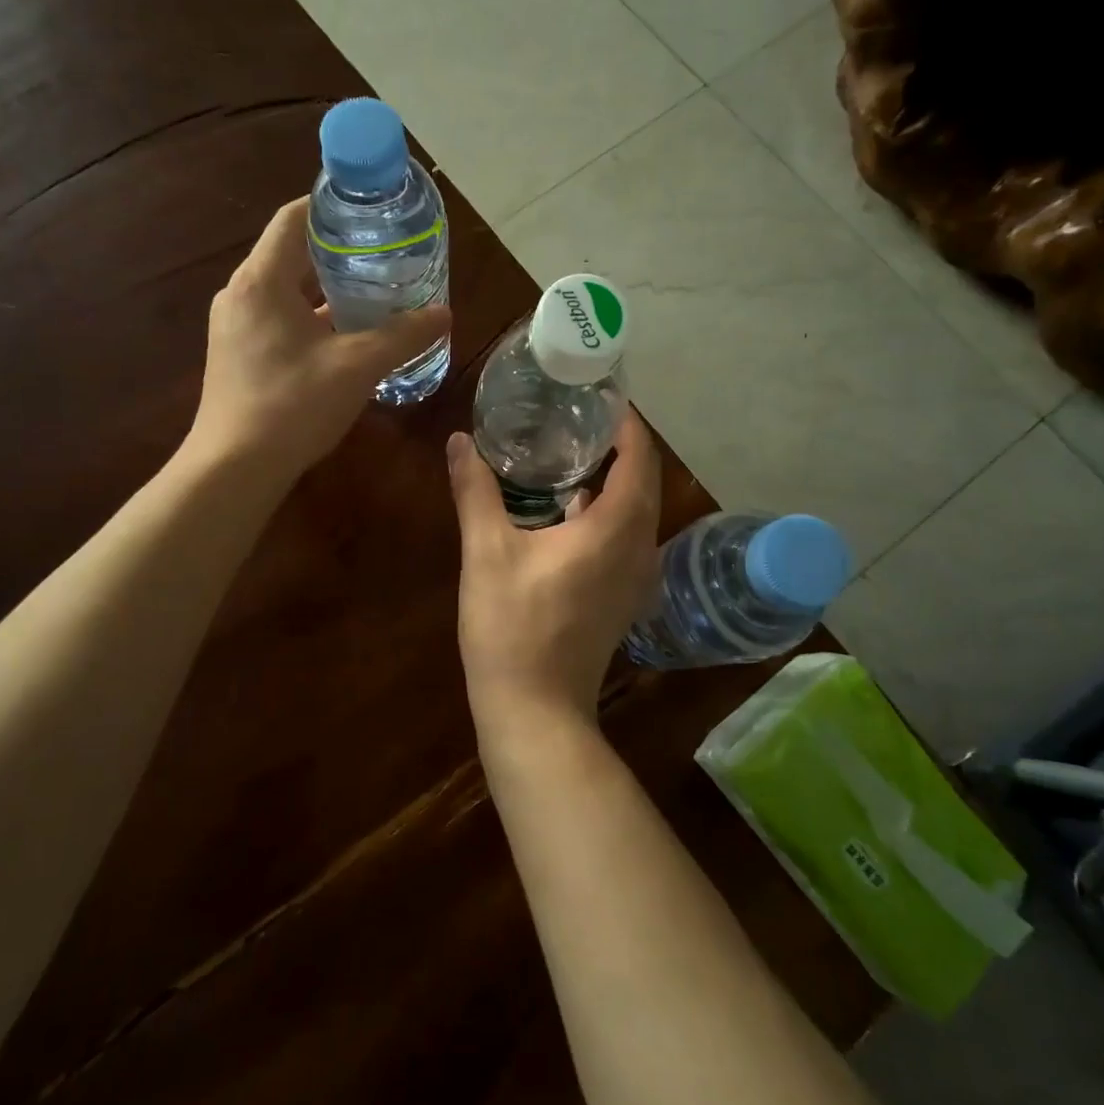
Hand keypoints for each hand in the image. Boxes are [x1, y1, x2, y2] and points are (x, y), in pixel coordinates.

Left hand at [192, 198, 450, 482]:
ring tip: (375, 293)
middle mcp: (242, 294)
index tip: (373, 210)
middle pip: (292, 253)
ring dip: (328, 289)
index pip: (295, 218)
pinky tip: (347, 337)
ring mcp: (236, 326)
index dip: (333, 207)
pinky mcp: (238, 354)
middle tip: (386, 254)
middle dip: (340, 252)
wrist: (234, 468)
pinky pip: (280, 319)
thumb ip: (403, 336)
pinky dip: (312, 317)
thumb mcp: (358, 367)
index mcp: (262, 280)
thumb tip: (444, 313)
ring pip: (287, 290)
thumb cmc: (293, 406)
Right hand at [446, 411, 661, 741]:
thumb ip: (475, 490)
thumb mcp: (486, 552)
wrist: (535, 708)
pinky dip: (610, 512)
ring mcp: (636, 578)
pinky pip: (628, 538)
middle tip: (582, 416)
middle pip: (644, 483)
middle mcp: (639, 549)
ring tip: (577, 451)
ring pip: (639, 513)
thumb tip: (459, 440)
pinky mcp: (624, 598)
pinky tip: (571, 506)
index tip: (602, 396)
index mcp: (614, 530)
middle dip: (622, 446)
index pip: (639, 458)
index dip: (626, 423)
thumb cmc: (512, 626)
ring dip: (617, 479)